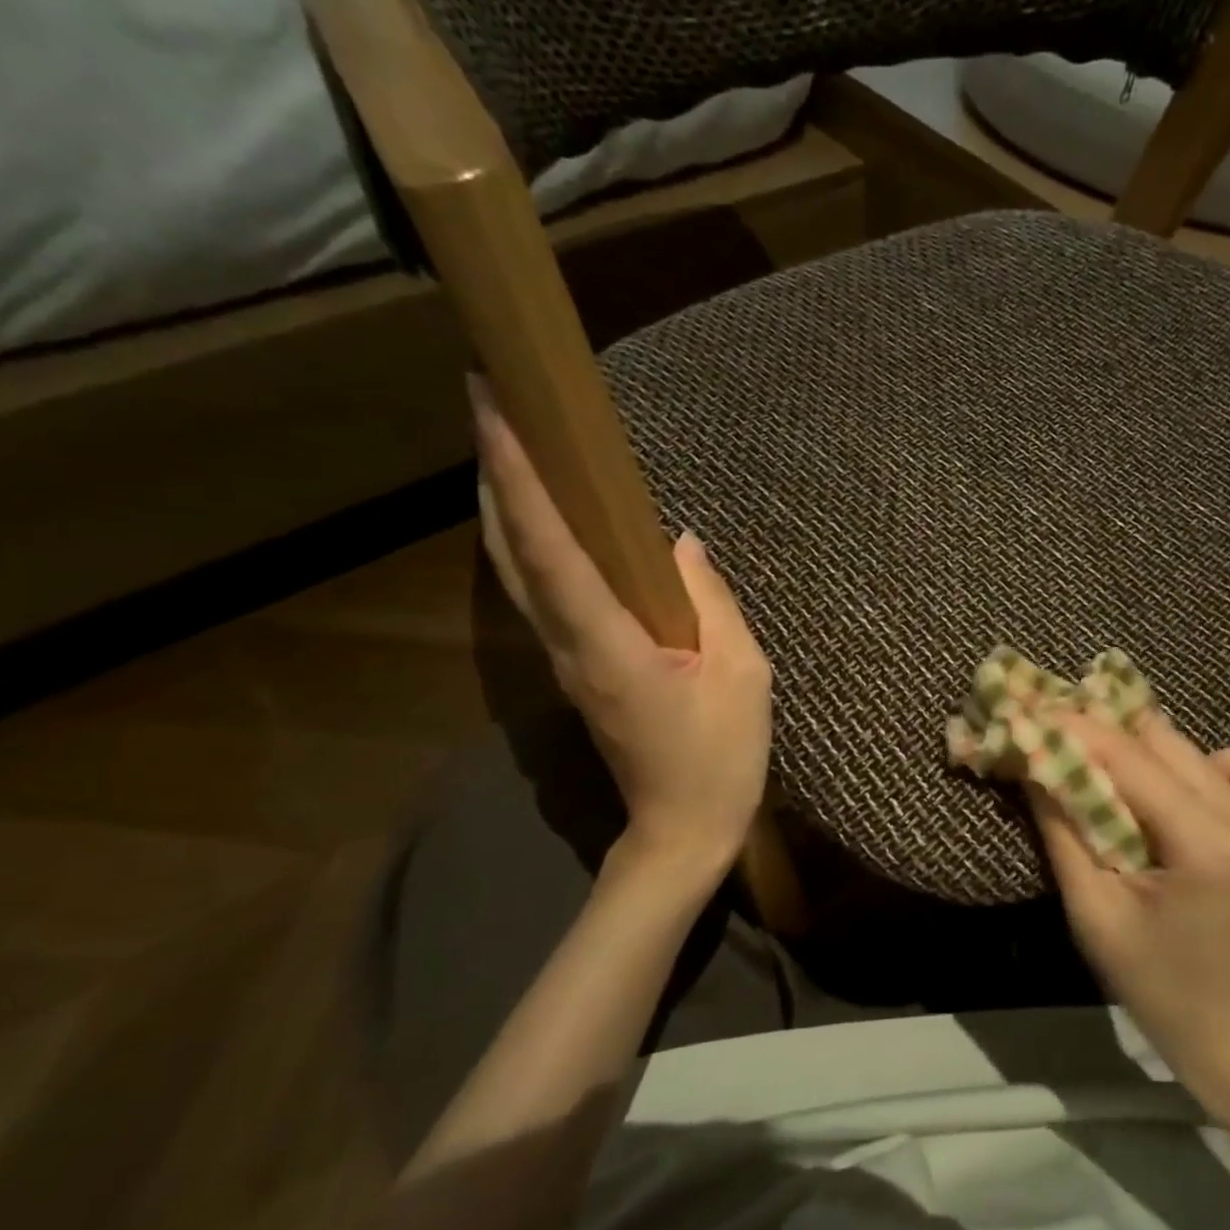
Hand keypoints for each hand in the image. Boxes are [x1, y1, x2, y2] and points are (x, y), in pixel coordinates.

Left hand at [471, 377, 771, 896]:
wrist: (682, 827)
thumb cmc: (721, 756)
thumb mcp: (743, 675)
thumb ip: (711, 603)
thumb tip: (681, 544)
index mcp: (609, 644)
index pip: (552, 549)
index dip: (520, 478)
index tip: (495, 411)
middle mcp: (568, 644)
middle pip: (512, 551)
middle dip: (493, 474)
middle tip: (486, 402)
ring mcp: (564, 658)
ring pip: (515, 571)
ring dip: (502, 504)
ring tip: (503, 444)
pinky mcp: (576, 667)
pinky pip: (539, 592)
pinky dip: (527, 542)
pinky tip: (539, 518)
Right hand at [1030, 715, 1229, 1092]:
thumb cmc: (1154, 982)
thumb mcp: (1093, 912)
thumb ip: (1062, 831)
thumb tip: (1034, 764)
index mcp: (1204, 843)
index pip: (1129, 759)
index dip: (1076, 729)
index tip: (1030, 711)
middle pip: (1161, 741)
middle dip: (1101, 731)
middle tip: (1055, 734)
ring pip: (1193, 747)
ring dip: (1140, 744)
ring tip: (1102, 762)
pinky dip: (1204, 761)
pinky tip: (1177, 787)